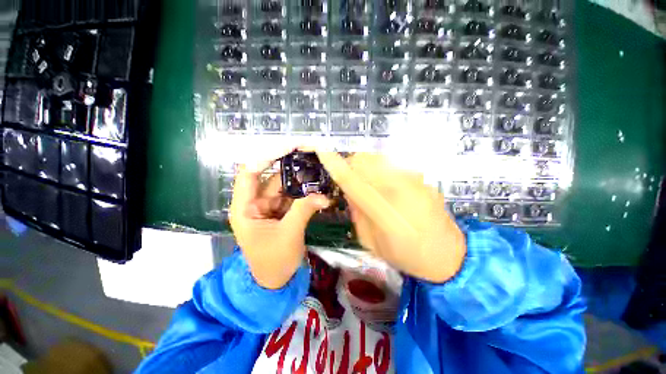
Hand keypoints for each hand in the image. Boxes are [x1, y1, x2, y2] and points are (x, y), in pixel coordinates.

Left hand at [230, 154, 329, 288]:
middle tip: (307, 153)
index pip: (249, 173)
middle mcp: (255, 203)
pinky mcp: (281, 212)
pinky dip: (303, 192)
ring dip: (299, 179)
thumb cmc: (274, 261)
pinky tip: (316, 186)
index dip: (265, 157)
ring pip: (284, 186)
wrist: (276, 281)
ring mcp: (270, 207)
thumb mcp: (289, 234)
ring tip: (316, 169)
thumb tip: (324, 196)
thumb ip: (304, 210)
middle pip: (270, 177)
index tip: (287, 147)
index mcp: (245, 208)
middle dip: (288, 166)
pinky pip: (292, 196)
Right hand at [316, 152, 465, 282]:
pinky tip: (387, 185)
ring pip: (379, 158)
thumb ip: (357, 213)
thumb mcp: (371, 242)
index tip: (321, 150)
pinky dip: (381, 169)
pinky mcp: (422, 177)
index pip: (353, 182)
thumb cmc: (406, 255)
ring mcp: (414, 181)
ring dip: (366, 165)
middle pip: (366, 161)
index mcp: (385, 214)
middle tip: (350, 179)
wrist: (448, 254)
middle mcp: (400, 191)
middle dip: (352, 164)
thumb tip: (349, 191)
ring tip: (368, 182)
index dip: (335, 164)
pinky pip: (393, 163)